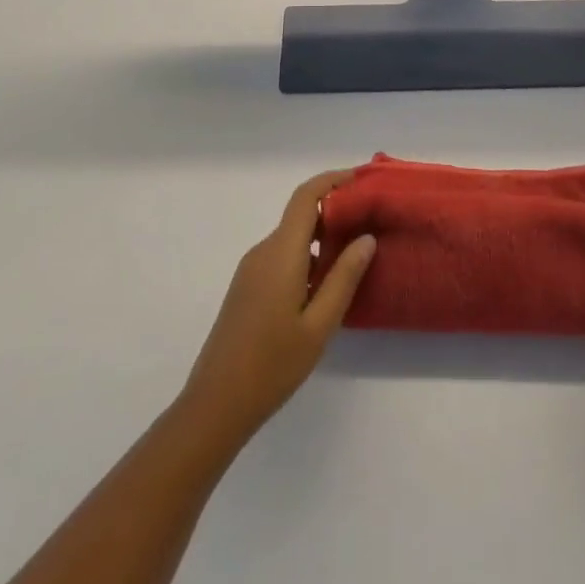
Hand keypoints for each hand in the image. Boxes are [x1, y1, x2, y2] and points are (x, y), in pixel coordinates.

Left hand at [181, 170, 376, 438]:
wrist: (216, 403)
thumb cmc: (273, 364)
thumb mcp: (319, 325)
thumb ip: (344, 278)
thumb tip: (366, 238)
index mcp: (281, 252)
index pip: (306, 197)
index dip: (332, 180)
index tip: (361, 180)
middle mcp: (264, 251)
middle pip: (300, 215)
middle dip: (334, 211)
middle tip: (368, 222)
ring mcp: (251, 269)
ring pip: (291, 238)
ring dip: (321, 238)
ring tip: (354, 256)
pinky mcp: (247, 287)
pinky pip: (281, 257)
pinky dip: (306, 257)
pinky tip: (324, 285)